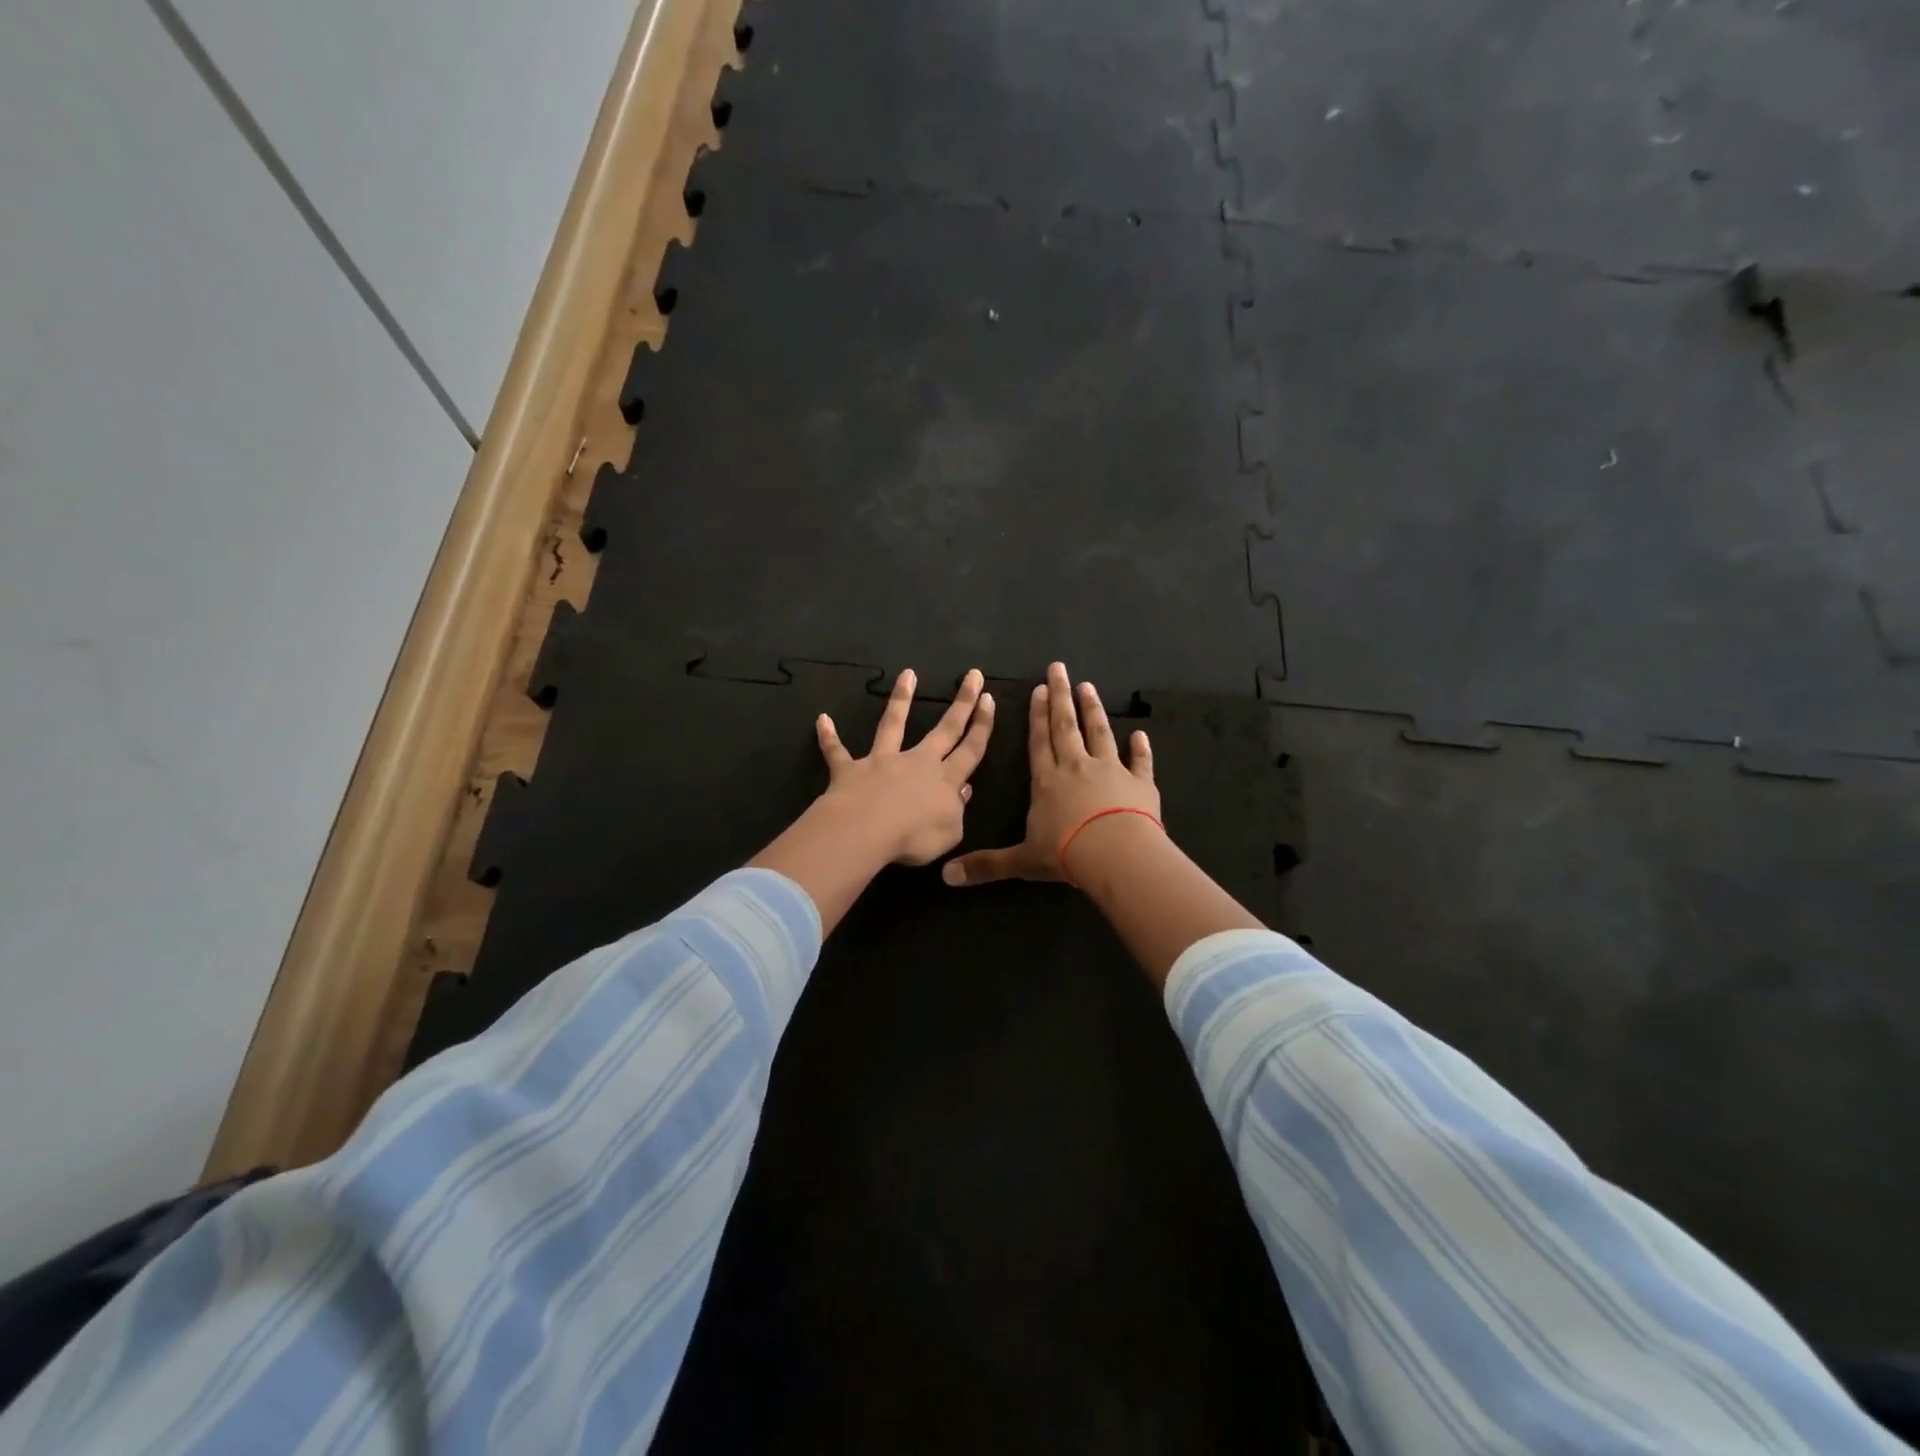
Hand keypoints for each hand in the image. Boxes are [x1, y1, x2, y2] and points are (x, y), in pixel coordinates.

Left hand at [816, 667, 994, 865]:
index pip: (971, 749)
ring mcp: (882, 762)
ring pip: (893, 724)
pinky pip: (837, 752)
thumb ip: (958, 810)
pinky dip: (829, 737)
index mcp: (945, 780)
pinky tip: (821, 720)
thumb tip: (963, 790)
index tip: (989, 699)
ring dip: (901, 699)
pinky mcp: (850, 770)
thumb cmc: (914, 837)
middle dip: (962, 702)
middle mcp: (917, 762)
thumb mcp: (950, 833)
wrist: (867, 832)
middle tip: (972, 675)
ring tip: (908, 674)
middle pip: (945, 729)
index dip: (982, 725)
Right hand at [942, 661, 1157, 886]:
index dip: (1037, 716)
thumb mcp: (1022, 861)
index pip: (1039, 741)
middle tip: (1060, 669)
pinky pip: (1140, 762)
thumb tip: (946, 877)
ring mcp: (1111, 771)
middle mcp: (1077, 767)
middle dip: (1061, 697)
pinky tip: (1141, 735)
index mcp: (1047, 781)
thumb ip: (987, 865)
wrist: (1116, 854)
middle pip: (1067, 726)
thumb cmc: (1065, 854)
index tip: (1039, 690)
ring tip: (1089, 687)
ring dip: (1093, 710)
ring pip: (1100, 733)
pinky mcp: (1140, 784)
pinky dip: (1141, 749)